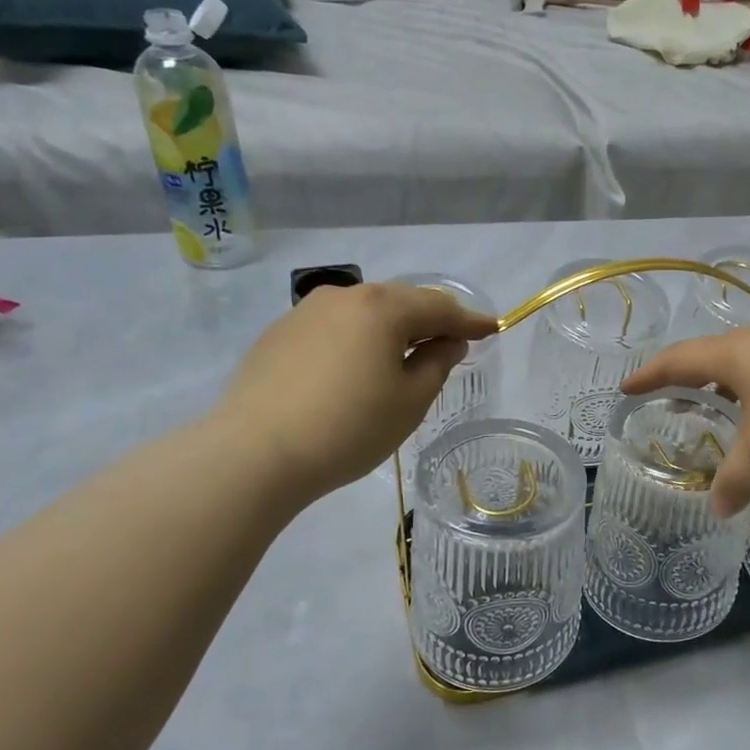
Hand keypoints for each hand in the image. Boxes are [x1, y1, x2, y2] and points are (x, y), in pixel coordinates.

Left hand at [214, 283, 497, 505]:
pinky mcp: (278, 335)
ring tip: (405, 356)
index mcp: (382, 308)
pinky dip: (357, 340)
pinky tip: (356, 368)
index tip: (494, 328)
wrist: (255, 452)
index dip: (470, 320)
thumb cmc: (349, 428)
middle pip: (400, 302)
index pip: (439, 307)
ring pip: (364, 313)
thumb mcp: (409, 401)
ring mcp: (304, 313)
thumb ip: (436, 364)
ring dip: (391, 329)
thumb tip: (447, 342)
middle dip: (430, 321)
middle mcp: (343, 296)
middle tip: (452, 342)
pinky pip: (333, 329)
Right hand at [623, 311, 749, 514]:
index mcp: (732, 356)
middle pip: (709, 358)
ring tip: (720, 409)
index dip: (648, 375)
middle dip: (686, 380)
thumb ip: (739, 478)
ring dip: (726, 385)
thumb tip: (717, 511)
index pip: (676, 361)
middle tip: (671, 402)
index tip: (627, 387)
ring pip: (746, 363)